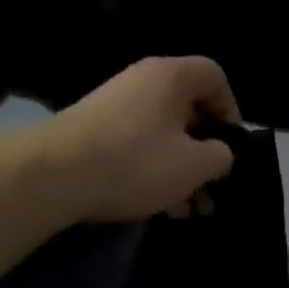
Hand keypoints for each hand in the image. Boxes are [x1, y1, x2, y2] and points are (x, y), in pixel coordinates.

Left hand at [45, 56, 241, 222]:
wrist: (56, 174)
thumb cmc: (136, 162)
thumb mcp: (193, 165)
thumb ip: (220, 157)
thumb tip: (220, 155)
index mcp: (170, 76)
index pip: (214, 77)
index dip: (231, 111)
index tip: (232, 148)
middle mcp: (142, 82)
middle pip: (188, 111)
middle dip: (206, 155)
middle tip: (213, 191)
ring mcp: (115, 107)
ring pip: (163, 136)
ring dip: (182, 172)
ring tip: (190, 211)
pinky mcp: (95, 134)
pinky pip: (138, 148)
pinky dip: (155, 174)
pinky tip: (160, 208)